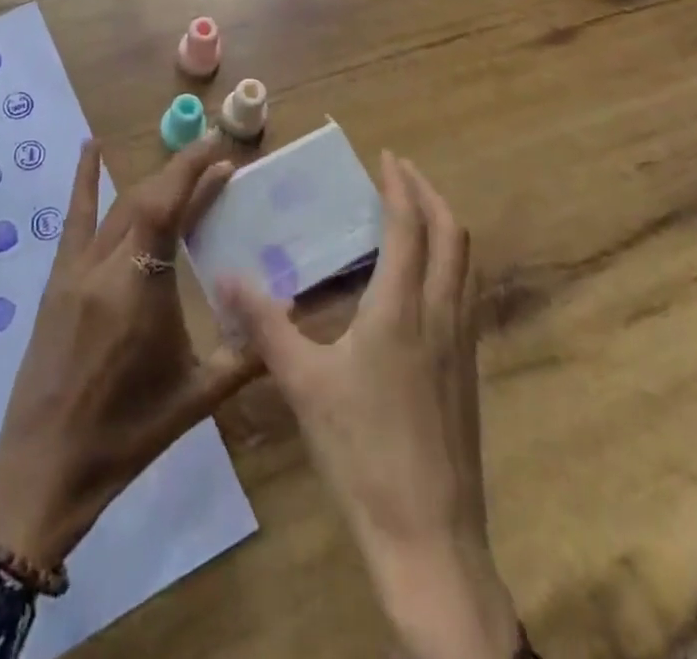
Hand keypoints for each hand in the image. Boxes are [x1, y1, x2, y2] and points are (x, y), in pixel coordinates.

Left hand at [0, 137, 257, 569]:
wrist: (45, 465)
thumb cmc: (127, 434)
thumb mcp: (196, 398)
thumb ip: (246, 354)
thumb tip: (290, 317)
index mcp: (140, 291)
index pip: (167, 209)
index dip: (192, 171)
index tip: (219, 148)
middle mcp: (106, 268)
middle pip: (146, 200)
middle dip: (184, 173)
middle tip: (218, 162)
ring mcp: (76, 270)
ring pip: (118, 207)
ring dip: (153, 181)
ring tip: (184, 163)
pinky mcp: (57, 279)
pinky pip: (75, 220)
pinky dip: (85, 181)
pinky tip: (90, 148)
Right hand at [219, 153, 517, 658]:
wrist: (429, 540)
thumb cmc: (362, 452)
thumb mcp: (303, 384)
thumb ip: (265, 325)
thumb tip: (226, 278)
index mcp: (402, 308)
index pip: (409, 226)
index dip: (400, 185)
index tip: (388, 156)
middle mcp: (441, 314)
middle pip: (453, 234)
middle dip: (431, 195)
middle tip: (404, 174)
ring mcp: (463, 344)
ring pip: (466, 263)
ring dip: (446, 226)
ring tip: (416, 215)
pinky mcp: (469, 371)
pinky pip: (466, 293)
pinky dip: (450, 263)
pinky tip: (422, 283)